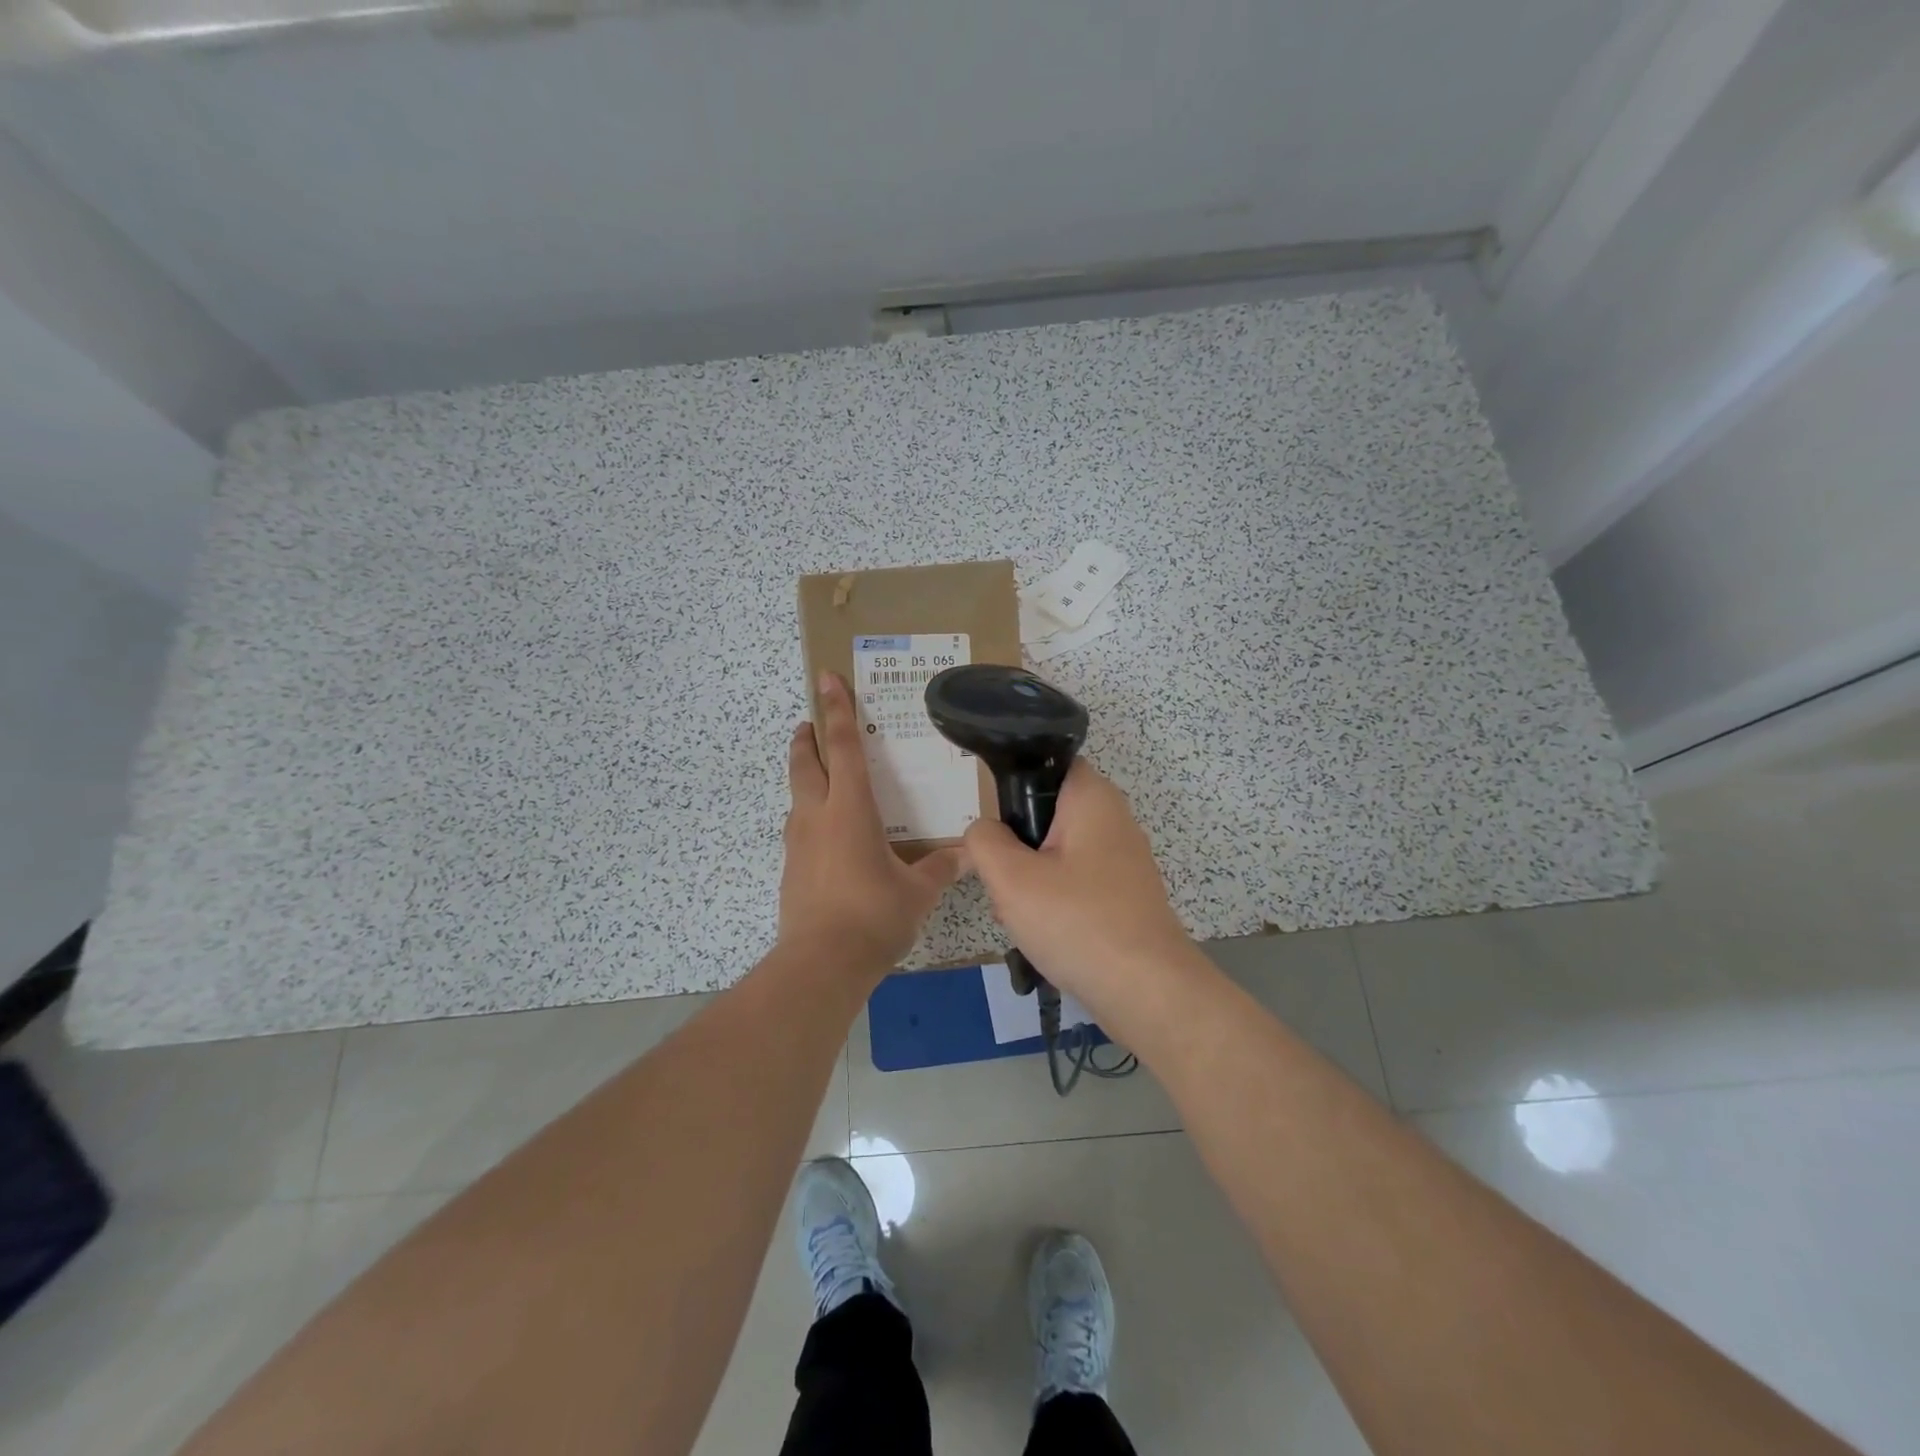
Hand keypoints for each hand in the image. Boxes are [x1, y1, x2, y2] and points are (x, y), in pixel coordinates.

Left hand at [778, 672, 965, 979]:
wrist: (821, 964)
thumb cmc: (873, 915)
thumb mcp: (916, 891)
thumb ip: (942, 868)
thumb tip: (971, 854)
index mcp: (850, 809)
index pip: (841, 747)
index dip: (836, 710)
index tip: (825, 679)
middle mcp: (817, 817)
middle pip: (806, 765)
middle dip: (807, 738)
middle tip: (810, 720)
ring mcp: (799, 844)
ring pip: (797, 796)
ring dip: (805, 776)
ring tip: (820, 775)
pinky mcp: (791, 870)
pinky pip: (800, 828)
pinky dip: (810, 816)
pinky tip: (828, 834)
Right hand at [963, 758, 1197, 1010]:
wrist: (1147, 992)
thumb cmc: (1077, 922)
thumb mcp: (1011, 878)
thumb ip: (984, 841)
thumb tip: (984, 832)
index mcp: (1092, 797)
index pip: (1045, 764)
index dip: (1012, 787)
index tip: (994, 825)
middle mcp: (1113, 818)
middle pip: (1045, 814)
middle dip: (1016, 847)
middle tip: (1003, 881)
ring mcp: (1122, 859)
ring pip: (1056, 854)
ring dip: (1030, 880)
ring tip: (1017, 914)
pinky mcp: (1124, 894)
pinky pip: (1075, 883)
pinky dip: (1054, 901)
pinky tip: (1041, 933)